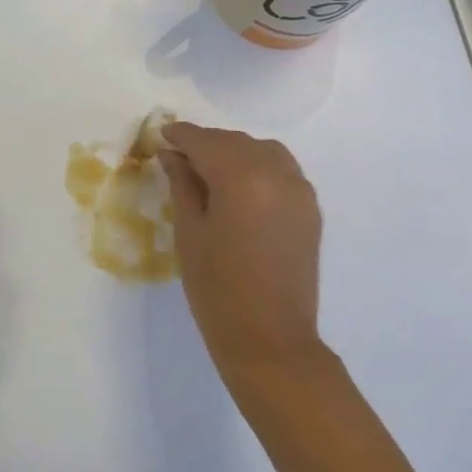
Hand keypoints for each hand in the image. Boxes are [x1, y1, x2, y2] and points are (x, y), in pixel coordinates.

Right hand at [160, 121, 324, 385]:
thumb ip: (182, 185)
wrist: (269, 337)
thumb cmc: (217, 287)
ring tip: (208, 170)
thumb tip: (173, 155)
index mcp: (242, 177)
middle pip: (236, 142)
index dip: (181, 135)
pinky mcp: (310, 209)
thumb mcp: (190, 232)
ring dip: (234, 152)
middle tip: (178, 156)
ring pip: (263, 151)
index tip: (161, 134)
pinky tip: (239, 186)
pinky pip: (281, 170)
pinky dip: (257, 167)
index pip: (206, 142)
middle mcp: (277, 173)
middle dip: (206, 143)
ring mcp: (300, 190)